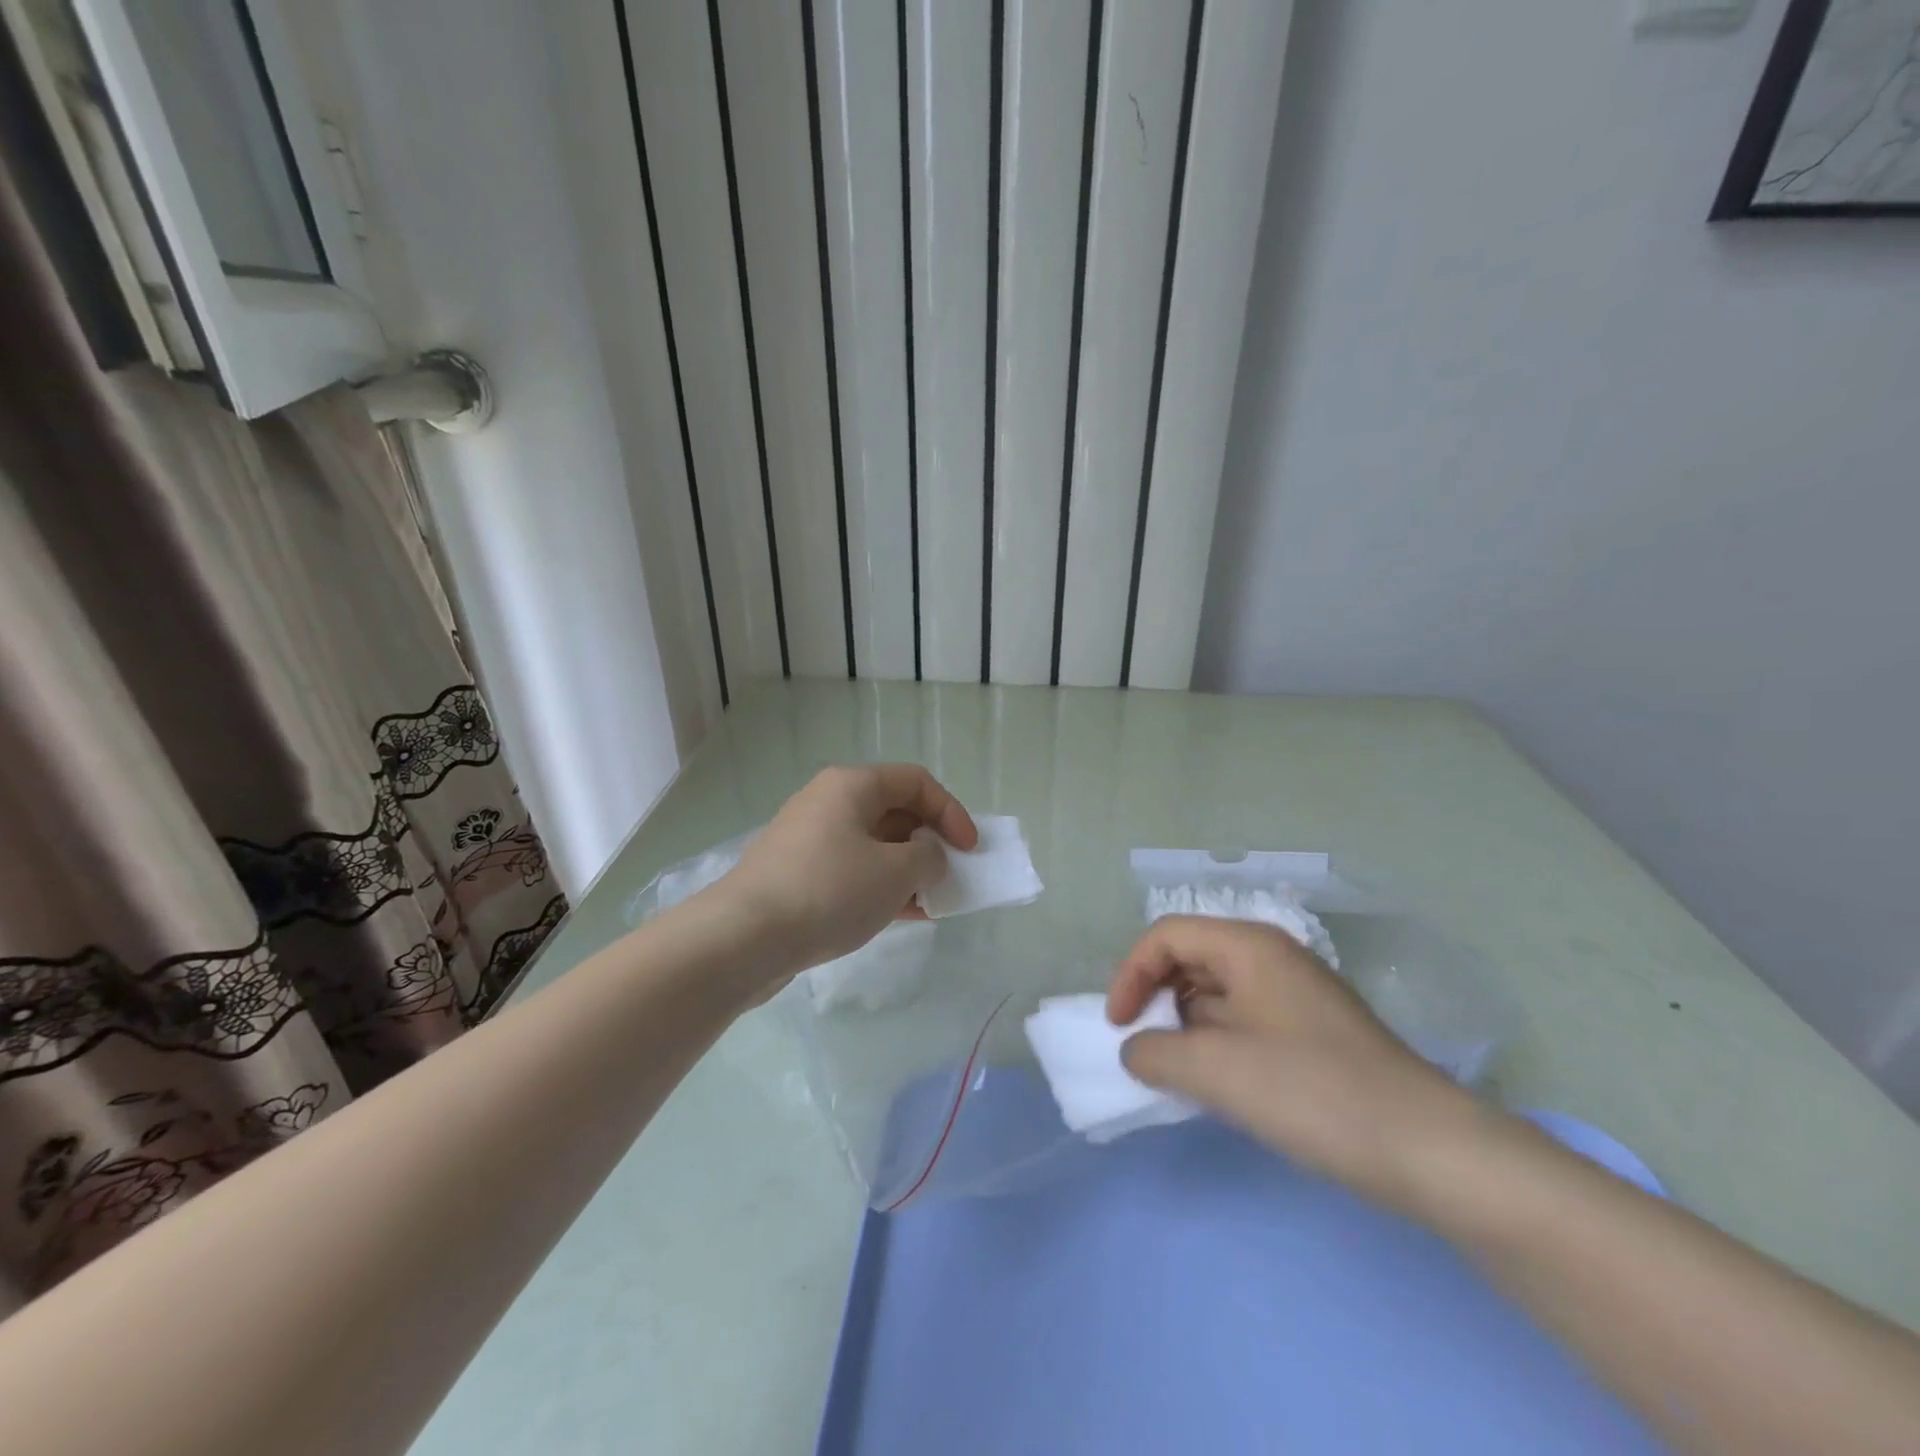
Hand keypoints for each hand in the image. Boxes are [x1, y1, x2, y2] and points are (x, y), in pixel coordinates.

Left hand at [715, 764, 976, 978]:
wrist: (744, 937)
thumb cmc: (829, 891)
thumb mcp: (895, 873)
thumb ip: (928, 859)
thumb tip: (925, 858)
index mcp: (852, 785)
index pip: (916, 782)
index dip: (951, 812)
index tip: (970, 850)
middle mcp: (828, 802)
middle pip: (894, 811)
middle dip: (929, 843)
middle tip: (949, 876)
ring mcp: (808, 839)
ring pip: (873, 845)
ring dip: (907, 870)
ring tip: (930, 902)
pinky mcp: (796, 874)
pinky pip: (851, 870)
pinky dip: (880, 886)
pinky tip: (901, 915)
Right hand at [1109, 916, 1484, 1212]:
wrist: (1429, 1150)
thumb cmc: (1313, 1092)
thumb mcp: (1216, 1071)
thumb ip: (1155, 1053)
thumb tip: (1136, 1050)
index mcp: (1248, 946)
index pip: (1166, 936)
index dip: (1130, 975)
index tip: (1118, 1027)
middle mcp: (1271, 958)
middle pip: (1190, 959)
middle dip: (1157, 1000)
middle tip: (1146, 1049)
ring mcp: (1295, 996)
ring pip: (1217, 995)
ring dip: (1187, 1028)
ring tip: (1179, 1075)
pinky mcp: (1312, 1034)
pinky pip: (1245, 1024)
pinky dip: (1218, 1047)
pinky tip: (1221, 1088)